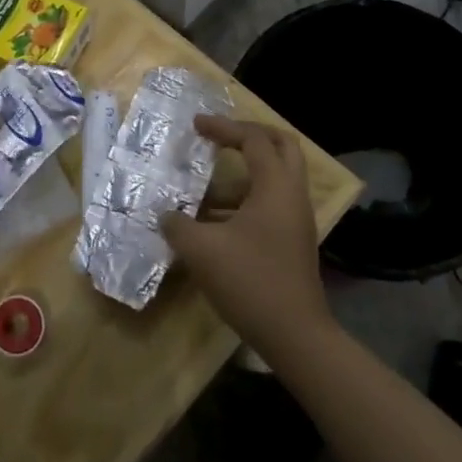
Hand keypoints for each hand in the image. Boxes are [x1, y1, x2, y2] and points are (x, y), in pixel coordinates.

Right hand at [162, 116, 330, 353]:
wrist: (295, 335)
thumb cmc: (250, 281)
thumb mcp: (202, 250)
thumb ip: (178, 225)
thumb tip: (165, 215)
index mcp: (275, 187)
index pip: (253, 139)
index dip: (223, 127)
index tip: (195, 125)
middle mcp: (292, 195)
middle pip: (281, 146)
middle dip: (249, 135)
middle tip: (219, 136)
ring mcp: (295, 219)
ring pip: (275, 177)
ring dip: (242, 173)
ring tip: (203, 186)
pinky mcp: (291, 241)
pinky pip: (269, 203)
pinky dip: (243, 200)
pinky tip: (211, 221)